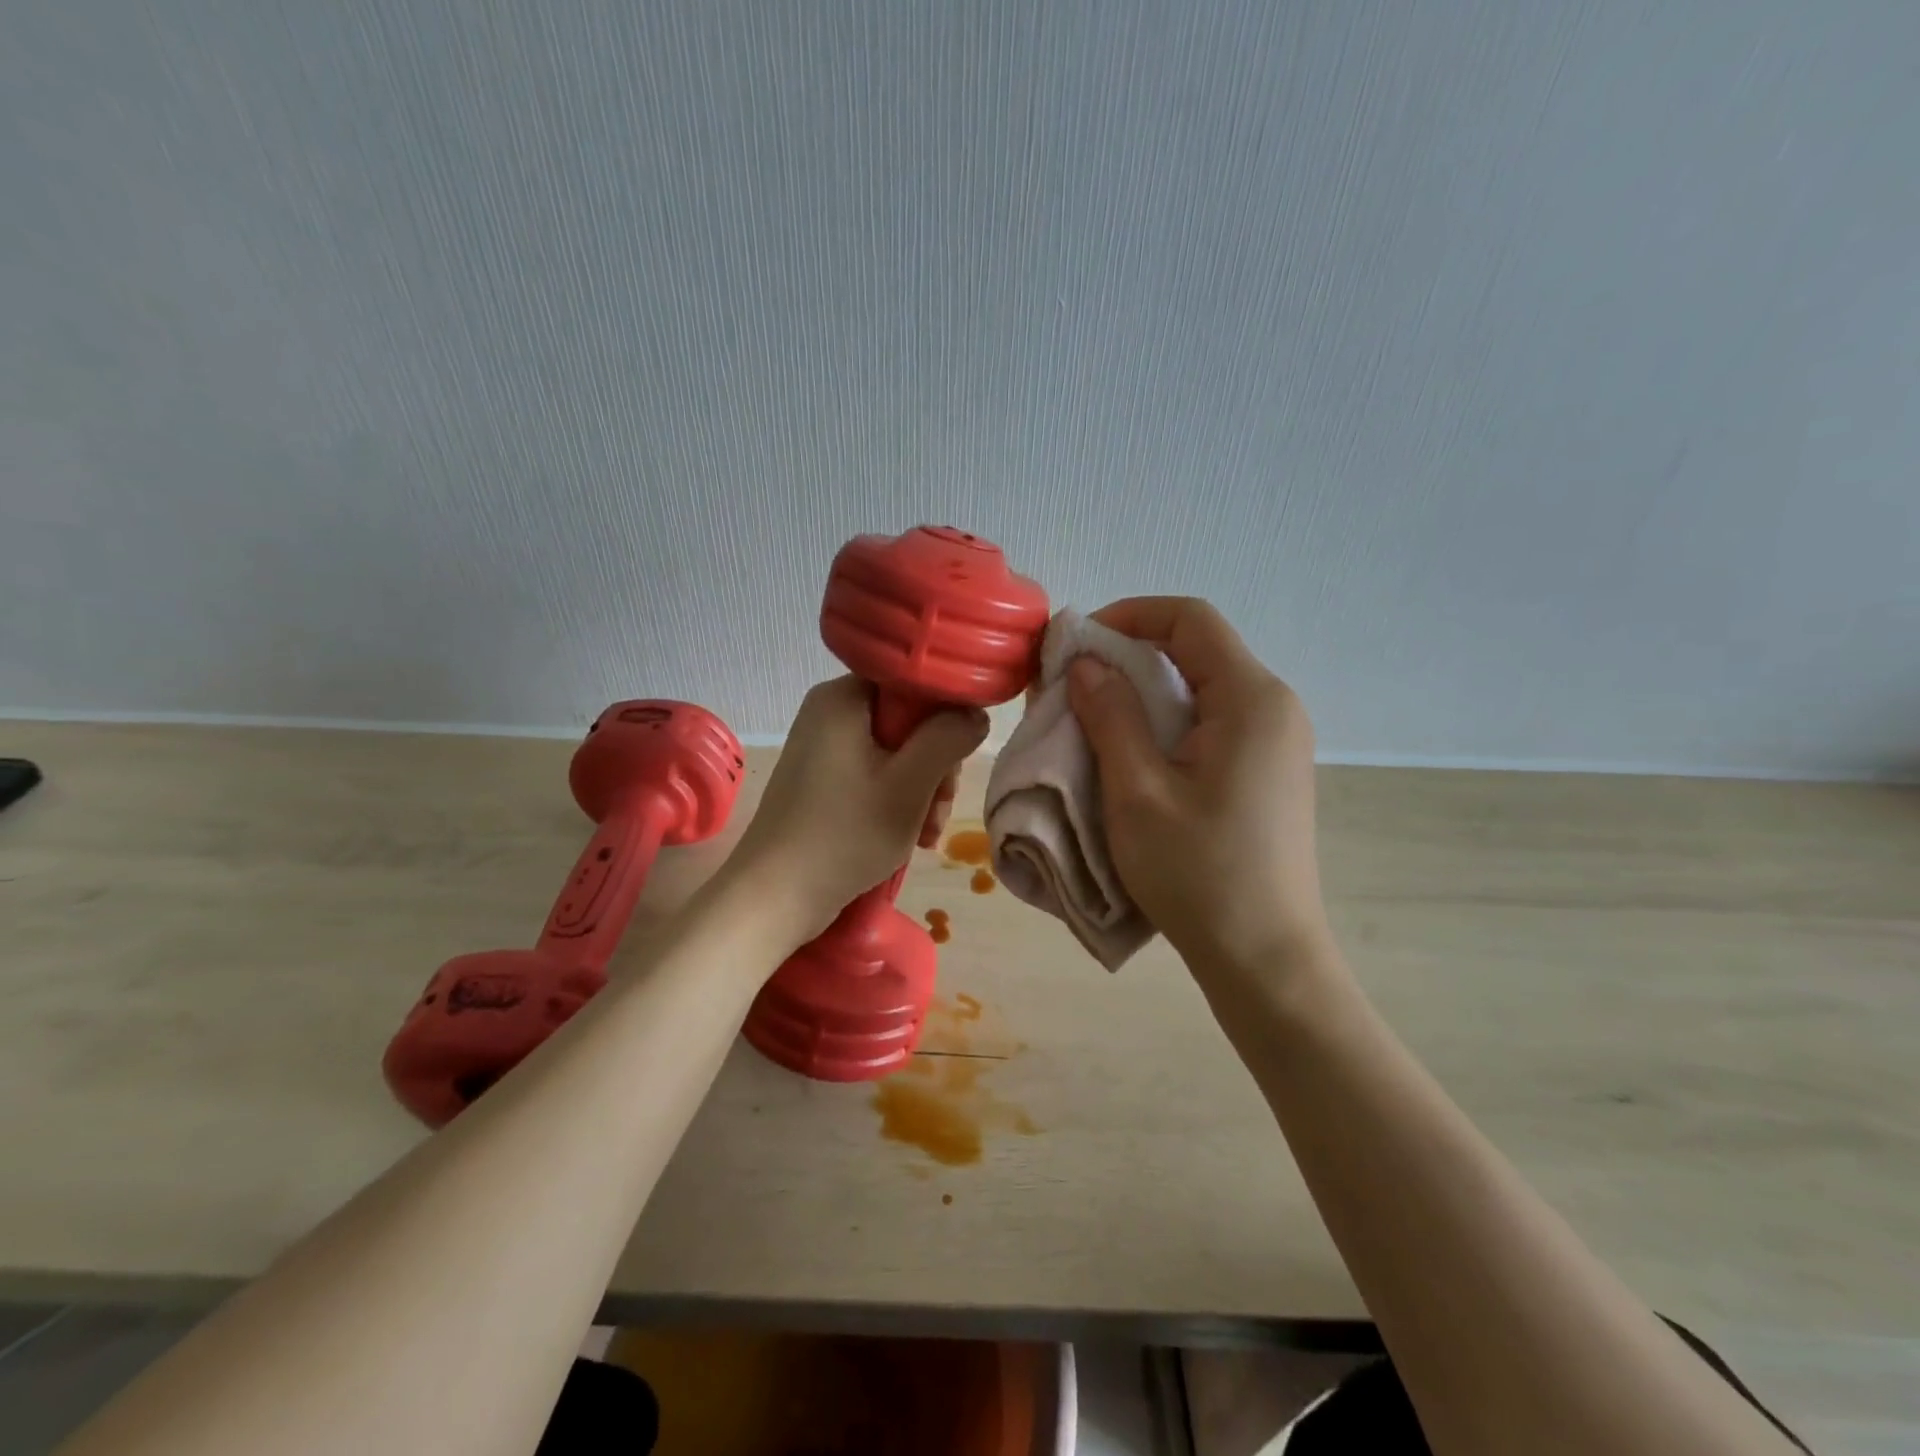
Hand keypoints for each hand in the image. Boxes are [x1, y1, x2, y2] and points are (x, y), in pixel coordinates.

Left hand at [724, 676, 989, 943]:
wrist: (773, 897)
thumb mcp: (909, 786)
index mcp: (843, 697)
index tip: (957, 762)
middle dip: (934, 768)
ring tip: (925, 836)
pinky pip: (874, 774)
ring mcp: (823, 747)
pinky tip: (909, 837)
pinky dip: (896, 802)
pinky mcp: (821, 779)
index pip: (913, 683)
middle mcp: (829, 712)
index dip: (945, 718)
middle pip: (907, 722)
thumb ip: (948, 740)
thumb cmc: (844, 835)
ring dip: (921, 792)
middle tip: (938, 811)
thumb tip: (976, 714)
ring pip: (895, 754)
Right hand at [1066, 598, 1330, 982]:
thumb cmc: (1197, 873)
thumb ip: (1110, 716)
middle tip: (1073, 684)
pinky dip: (1165, 721)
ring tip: (1093, 718)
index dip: (1129, 615)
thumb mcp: (1137, 792)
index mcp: (1251, 700)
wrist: (1263, 956)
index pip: (1191, 620)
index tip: (1078, 643)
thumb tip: (1086, 663)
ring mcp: (1277, 740)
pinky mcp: (1268, 770)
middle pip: (1198, 649)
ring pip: (1202, 686)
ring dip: (1143, 691)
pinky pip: (1212, 721)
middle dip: (1130, 654)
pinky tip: (1132, 753)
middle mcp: (1274, 707)